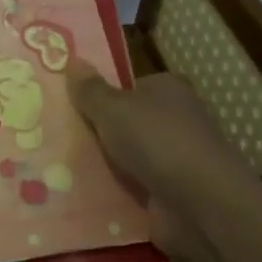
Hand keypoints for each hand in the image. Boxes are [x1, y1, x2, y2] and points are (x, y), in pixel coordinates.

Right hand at [66, 62, 259, 261]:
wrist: (200, 203)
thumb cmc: (156, 140)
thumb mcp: (112, 108)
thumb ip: (89, 89)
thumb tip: (72, 59)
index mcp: (169, 89)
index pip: (132, 87)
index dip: (103, 96)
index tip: (73, 108)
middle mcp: (179, 120)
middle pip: (130, 123)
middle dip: (102, 133)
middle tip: (61, 138)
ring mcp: (179, 158)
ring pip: (132, 157)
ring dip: (108, 166)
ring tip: (63, 169)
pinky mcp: (176, 192)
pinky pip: (137, 187)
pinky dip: (118, 192)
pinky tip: (88, 195)